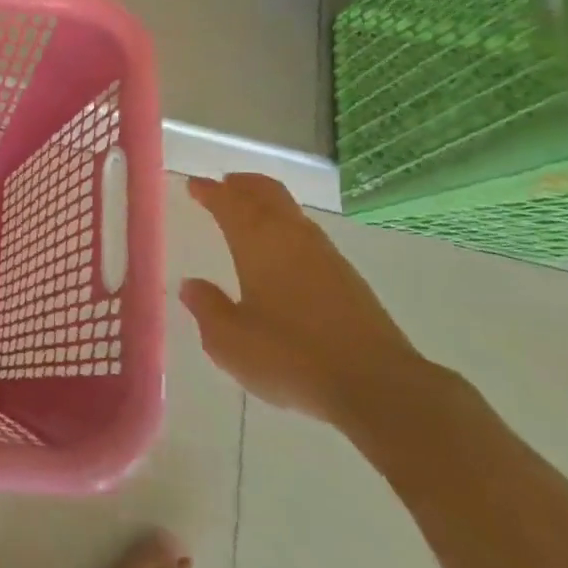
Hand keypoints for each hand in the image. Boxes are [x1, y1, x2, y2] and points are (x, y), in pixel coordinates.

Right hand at [180, 174, 430, 430]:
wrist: (376, 384)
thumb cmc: (290, 357)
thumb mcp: (230, 341)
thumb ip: (207, 308)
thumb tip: (191, 285)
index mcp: (257, 243)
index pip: (229, 204)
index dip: (210, 191)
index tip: (194, 184)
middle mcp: (291, 237)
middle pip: (266, 194)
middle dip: (243, 185)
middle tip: (225, 183)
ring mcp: (325, 255)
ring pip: (290, 211)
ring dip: (267, 202)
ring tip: (251, 209)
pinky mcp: (348, 277)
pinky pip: (307, 233)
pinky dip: (287, 226)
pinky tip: (284, 248)